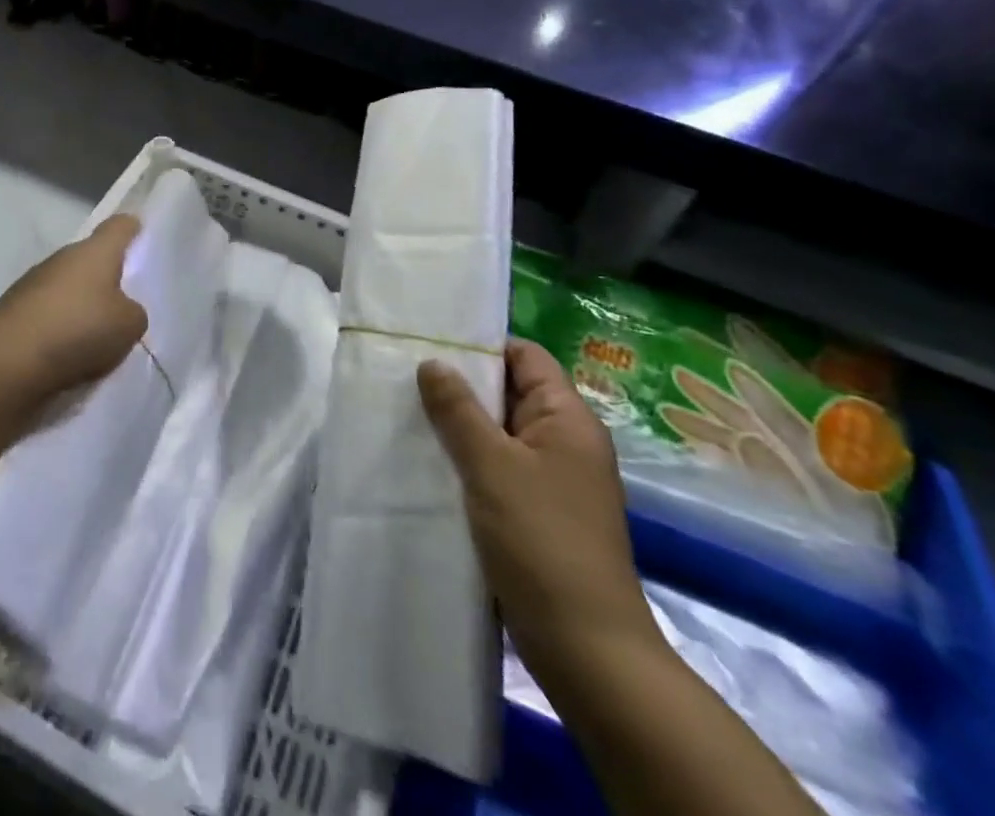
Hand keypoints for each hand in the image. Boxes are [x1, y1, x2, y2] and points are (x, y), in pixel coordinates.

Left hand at [0, 215, 148, 401]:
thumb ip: (133, 312)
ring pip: (68, 286)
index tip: (142, 239)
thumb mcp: (129, 326)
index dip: (133, 230)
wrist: (8, 362)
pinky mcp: (14, 309)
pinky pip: (48, 312)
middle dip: (107, 277)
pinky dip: (59, 326)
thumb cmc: (78, 330)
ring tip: (96, 337)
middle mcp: (63, 257)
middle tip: (125, 304)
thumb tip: (121, 310)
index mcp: (95, 251)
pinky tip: (67, 353)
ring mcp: (34, 281)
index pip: (119, 226)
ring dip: (81, 304)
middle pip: (92, 259)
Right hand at [418, 339, 659, 686]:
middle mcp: (565, 442)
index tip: (430, 344)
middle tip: (406, 377)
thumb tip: (433, 362)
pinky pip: (499, 468)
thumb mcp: (491, 466)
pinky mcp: (538, 513)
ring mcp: (553, 480)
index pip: (525, 356)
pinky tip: (429, 463)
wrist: (587, 650)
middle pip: (510, 392)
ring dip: (460, 426)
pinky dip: (468, 461)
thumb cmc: (542, 541)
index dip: (482, 345)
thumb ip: (458, 410)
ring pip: (499, 433)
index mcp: (568, 419)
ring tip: (408, 415)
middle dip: (462, 385)